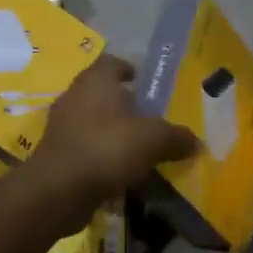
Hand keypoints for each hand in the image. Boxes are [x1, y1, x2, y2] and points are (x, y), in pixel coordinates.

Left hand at [27, 54, 197, 224]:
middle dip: (124, 104)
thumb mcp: (153, 140)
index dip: (129, 69)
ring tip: (138, 147)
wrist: (58, 190)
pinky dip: (101, 154)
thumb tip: (196, 141)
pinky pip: (85, 147)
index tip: (144, 83)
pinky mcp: (56, 153)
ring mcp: (62, 126)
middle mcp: (75, 96)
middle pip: (102, 92)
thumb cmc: (107, 148)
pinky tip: (120, 170)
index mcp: (96, 80)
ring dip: (112, 131)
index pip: (112, 62)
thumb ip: (176, 137)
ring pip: (93, 121)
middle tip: (149, 118)